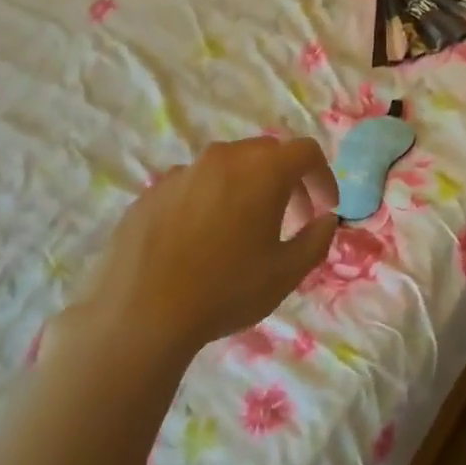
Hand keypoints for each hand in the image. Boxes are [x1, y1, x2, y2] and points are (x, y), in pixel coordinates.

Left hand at [74, 137, 338, 356]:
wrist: (140, 312)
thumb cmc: (226, 290)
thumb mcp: (286, 273)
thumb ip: (316, 240)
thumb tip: (325, 219)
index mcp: (262, 170)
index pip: (306, 152)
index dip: (323, 177)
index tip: (325, 208)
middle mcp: (223, 158)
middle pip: (266, 154)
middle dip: (287, 181)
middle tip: (292, 219)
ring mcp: (183, 172)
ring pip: (228, 167)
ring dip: (247, 188)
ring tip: (244, 231)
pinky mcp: (153, 191)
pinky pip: (194, 185)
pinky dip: (211, 200)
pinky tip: (202, 240)